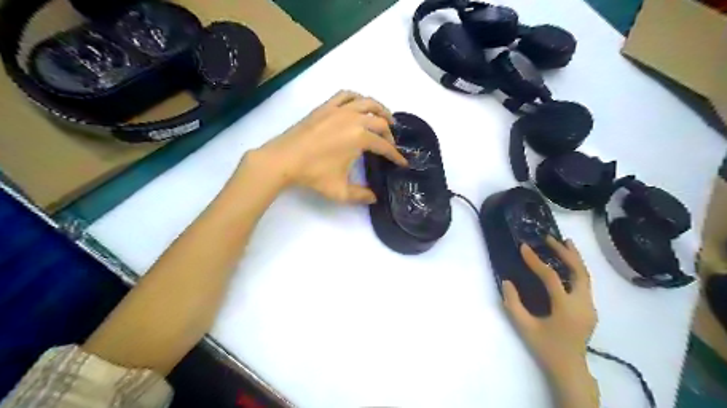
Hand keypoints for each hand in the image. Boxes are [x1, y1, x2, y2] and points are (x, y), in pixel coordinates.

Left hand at [246, 90, 406, 201]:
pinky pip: (346, 95)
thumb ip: (361, 195)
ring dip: (380, 109)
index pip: (385, 146)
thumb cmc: (313, 175)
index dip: (395, 155)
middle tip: (391, 143)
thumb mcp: (340, 191)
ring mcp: (339, 109)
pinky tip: (358, 106)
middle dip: (390, 133)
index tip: (402, 162)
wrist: (284, 160)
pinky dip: (358, 98)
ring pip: (367, 102)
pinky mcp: (326, 106)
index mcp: (360, 138)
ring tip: (384, 118)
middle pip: (380, 121)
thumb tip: (374, 198)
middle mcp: (354, 119)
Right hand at [504, 238, 598, 377]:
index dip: (536, 261)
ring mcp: (589, 306)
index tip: (524, 247)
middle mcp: (582, 304)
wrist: (570, 368)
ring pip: (585, 276)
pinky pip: (584, 283)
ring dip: (574, 258)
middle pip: (579, 271)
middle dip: (565, 252)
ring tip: (565, 242)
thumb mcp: (524, 327)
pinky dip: (576, 269)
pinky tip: (568, 264)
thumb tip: (507, 281)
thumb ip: (512, 303)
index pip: (551, 277)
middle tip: (550, 238)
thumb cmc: (545, 348)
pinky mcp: (589, 309)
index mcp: (566, 308)